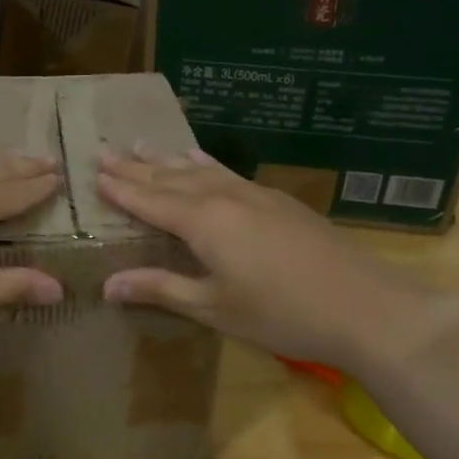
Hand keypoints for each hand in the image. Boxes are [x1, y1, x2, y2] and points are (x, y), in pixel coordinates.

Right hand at [96, 147, 458, 376]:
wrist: (364, 306)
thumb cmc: (281, 314)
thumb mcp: (214, 307)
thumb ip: (162, 289)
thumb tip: (107, 285)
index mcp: (204, 222)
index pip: (150, 200)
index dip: (121, 189)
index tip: (94, 172)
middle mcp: (225, 198)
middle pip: (171, 179)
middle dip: (136, 167)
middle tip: (105, 151)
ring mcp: (255, 195)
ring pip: (200, 171)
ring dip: (167, 160)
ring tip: (141, 144)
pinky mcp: (278, 202)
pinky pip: (227, 174)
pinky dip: (204, 165)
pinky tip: (200, 160)